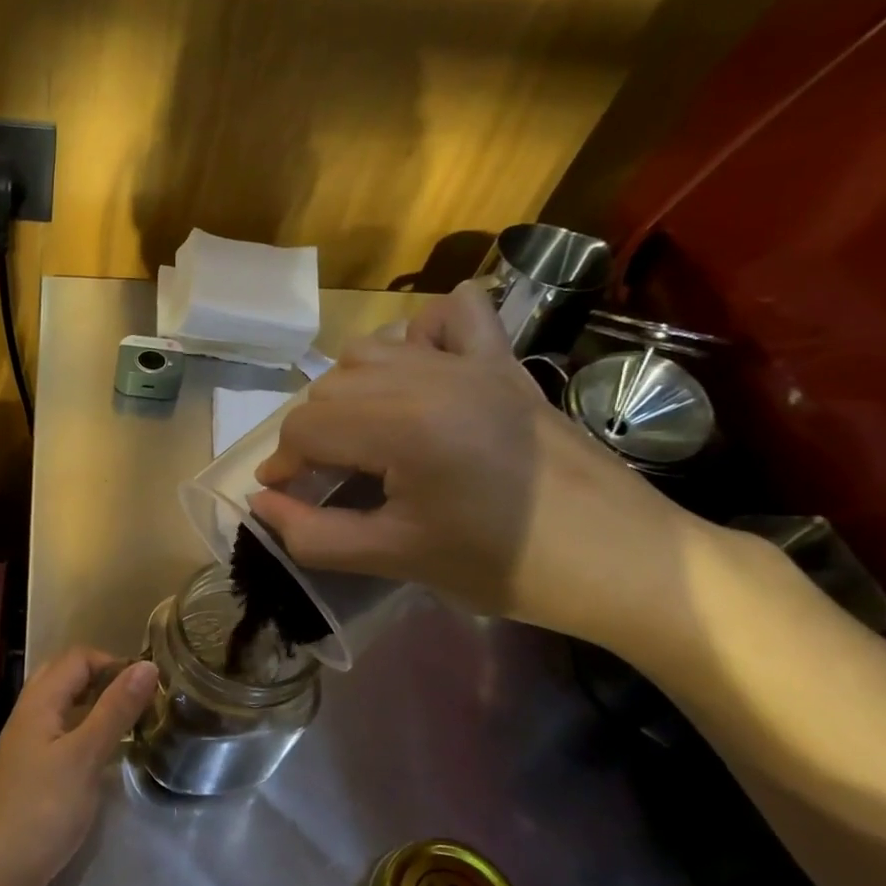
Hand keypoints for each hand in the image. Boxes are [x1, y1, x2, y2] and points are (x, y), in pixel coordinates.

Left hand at [0, 649, 158, 885]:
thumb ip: (115, 710)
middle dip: (105, 679)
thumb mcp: (85, 756)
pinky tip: (107, 753)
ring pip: (65, 706)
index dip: (114, 662)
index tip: (149, 686)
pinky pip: (63, 733)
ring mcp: (28, 743)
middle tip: (139, 702)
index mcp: (38, 701)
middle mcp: (30, 714)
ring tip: (132, 723)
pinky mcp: (33, 770)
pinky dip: (87, 731)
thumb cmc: (42, 809)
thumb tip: (147, 666)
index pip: (78, 657)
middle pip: (67, 676)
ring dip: (97, 705)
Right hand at [250, 281, 696, 646]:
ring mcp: (474, 361)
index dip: (282, 465)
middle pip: (330, 387)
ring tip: (361, 438)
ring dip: (349, 392)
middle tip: (324, 482)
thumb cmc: (506, 567)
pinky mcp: (506, 362)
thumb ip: (313, 535)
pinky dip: (419, 335)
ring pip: (372, 351)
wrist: (624, 561)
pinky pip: (450, 317)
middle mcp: (432, 377)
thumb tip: (261, 505)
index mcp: (405, 427)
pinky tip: (418, 371)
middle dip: (311, 435)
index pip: (306, 427)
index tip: (284, 498)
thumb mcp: (396, 559)